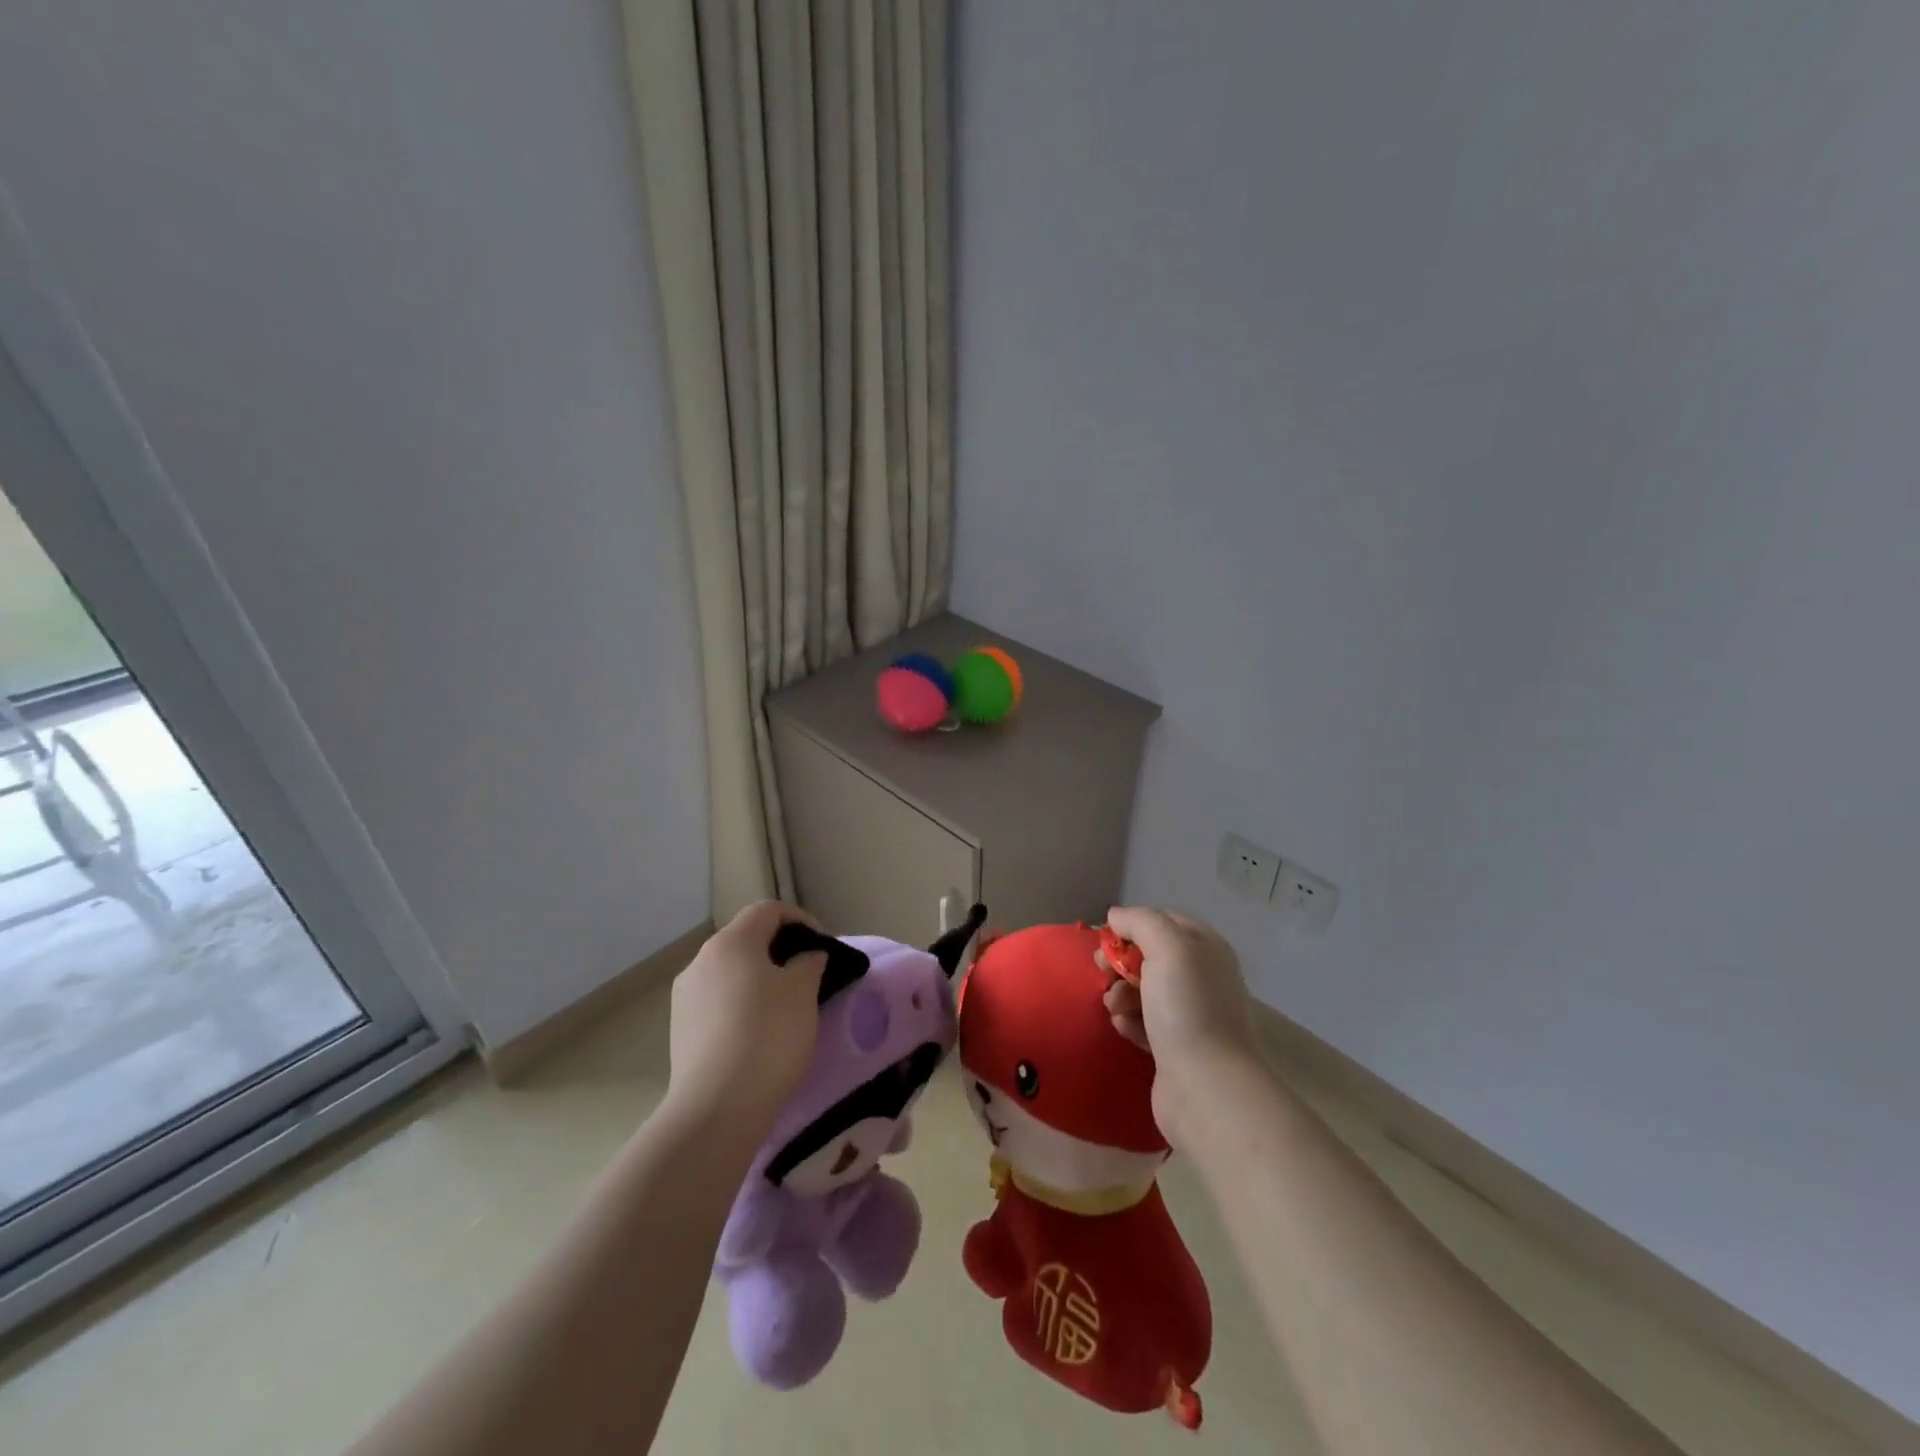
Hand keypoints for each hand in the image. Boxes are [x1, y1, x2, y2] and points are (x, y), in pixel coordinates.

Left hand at [666, 901, 827, 1133]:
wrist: (716, 1107)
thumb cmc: (768, 1035)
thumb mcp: (804, 991)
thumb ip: (809, 962)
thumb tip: (805, 957)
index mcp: (731, 942)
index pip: (769, 910)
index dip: (801, 920)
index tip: (823, 947)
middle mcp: (701, 960)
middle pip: (747, 939)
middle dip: (781, 950)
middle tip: (809, 976)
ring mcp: (686, 995)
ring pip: (731, 971)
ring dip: (760, 978)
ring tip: (786, 1007)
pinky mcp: (681, 1029)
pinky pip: (718, 1001)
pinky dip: (741, 1004)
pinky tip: (758, 1033)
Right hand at [1102, 906, 1261, 1146]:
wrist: (1206, 1086)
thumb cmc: (1187, 1007)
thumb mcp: (1166, 947)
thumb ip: (1140, 921)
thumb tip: (1116, 915)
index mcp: (1205, 948)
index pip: (1163, 920)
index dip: (1132, 925)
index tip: (1106, 939)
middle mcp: (1201, 976)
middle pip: (1149, 955)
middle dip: (1120, 962)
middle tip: (1101, 972)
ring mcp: (1190, 1013)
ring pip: (1142, 989)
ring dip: (1121, 993)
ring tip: (1114, 1007)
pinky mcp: (1176, 1046)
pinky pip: (1144, 1022)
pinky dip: (1130, 1021)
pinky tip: (1125, 1029)